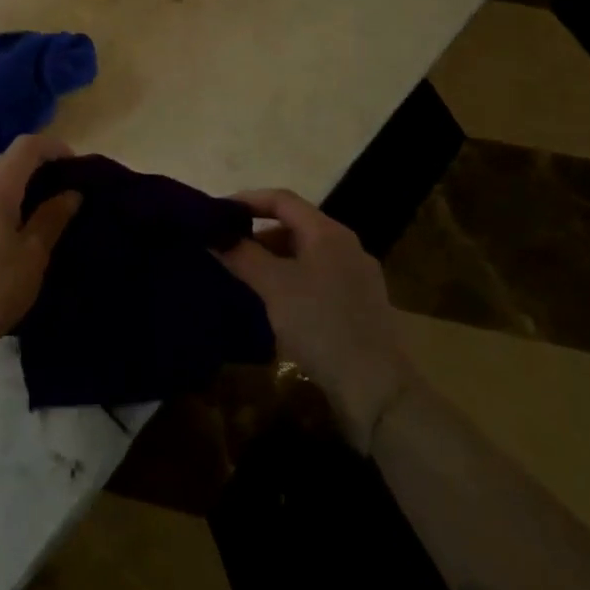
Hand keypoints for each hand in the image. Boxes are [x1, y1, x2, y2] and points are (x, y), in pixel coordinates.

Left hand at [0, 134, 80, 359]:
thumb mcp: (33, 255)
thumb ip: (52, 217)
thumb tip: (71, 193)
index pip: (26, 145)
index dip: (53, 147)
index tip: (75, 166)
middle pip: (6, 161)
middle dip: (35, 168)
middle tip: (61, 192)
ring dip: (14, 189)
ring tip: (36, 215)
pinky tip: (3, 237)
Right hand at [215, 189, 415, 446]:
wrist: (376, 389)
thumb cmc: (321, 325)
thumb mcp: (273, 286)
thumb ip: (242, 255)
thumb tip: (213, 236)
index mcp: (328, 233)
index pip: (282, 199)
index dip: (247, 200)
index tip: (217, 214)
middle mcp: (346, 246)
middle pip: (294, 225)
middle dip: (257, 233)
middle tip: (227, 248)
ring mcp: (357, 276)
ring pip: (305, 253)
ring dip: (273, 259)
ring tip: (245, 277)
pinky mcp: (360, 304)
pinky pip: (317, 277)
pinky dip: (291, 279)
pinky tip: (276, 303)